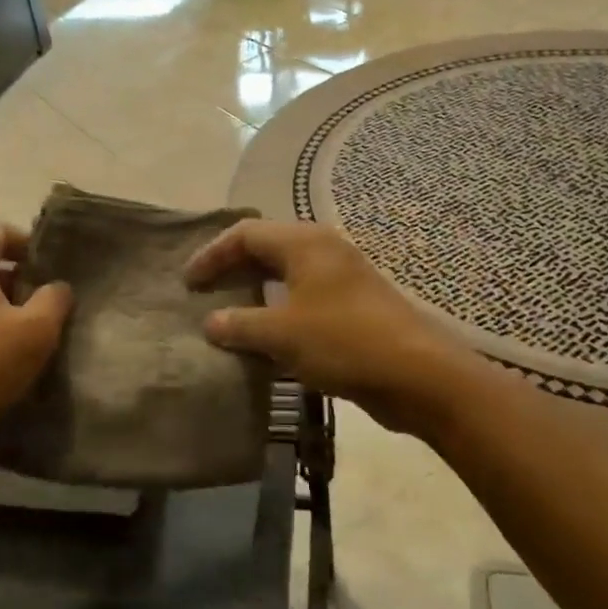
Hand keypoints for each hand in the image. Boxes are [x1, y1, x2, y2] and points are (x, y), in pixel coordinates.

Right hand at [185, 220, 469, 434]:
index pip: (245, 234)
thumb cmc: (344, 341)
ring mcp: (342, 278)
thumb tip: (211, 322)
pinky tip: (266, 338)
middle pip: (266, 249)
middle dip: (232, 269)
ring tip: (228, 315)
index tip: (188, 282)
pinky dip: (278, 311)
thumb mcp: (282, 334)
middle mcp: (323, 251)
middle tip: (203, 293)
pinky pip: (304, 298)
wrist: (419, 374)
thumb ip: (241, 324)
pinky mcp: (354, 306)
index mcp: (304, 243)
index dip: (212, 254)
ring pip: (286, 275)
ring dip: (255, 292)